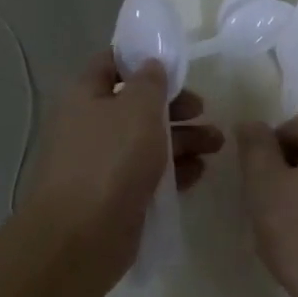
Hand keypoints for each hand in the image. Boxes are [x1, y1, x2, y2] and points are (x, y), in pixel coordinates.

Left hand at [26, 52, 222, 287]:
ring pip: (146, 141)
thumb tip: (151, 65)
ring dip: (182, 139)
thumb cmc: (110, 159)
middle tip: (203, 110)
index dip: (141, 59)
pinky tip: (199, 172)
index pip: (111, 63)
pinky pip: (148, 175)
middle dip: (174, 106)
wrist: (81, 237)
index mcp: (85, 96)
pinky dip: (173, 170)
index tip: (175, 65)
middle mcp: (89, 125)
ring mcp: (101, 163)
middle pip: (136, 105)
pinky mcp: (115, 196)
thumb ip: (150, 81)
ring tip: (216, 144)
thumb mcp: (138, 108)